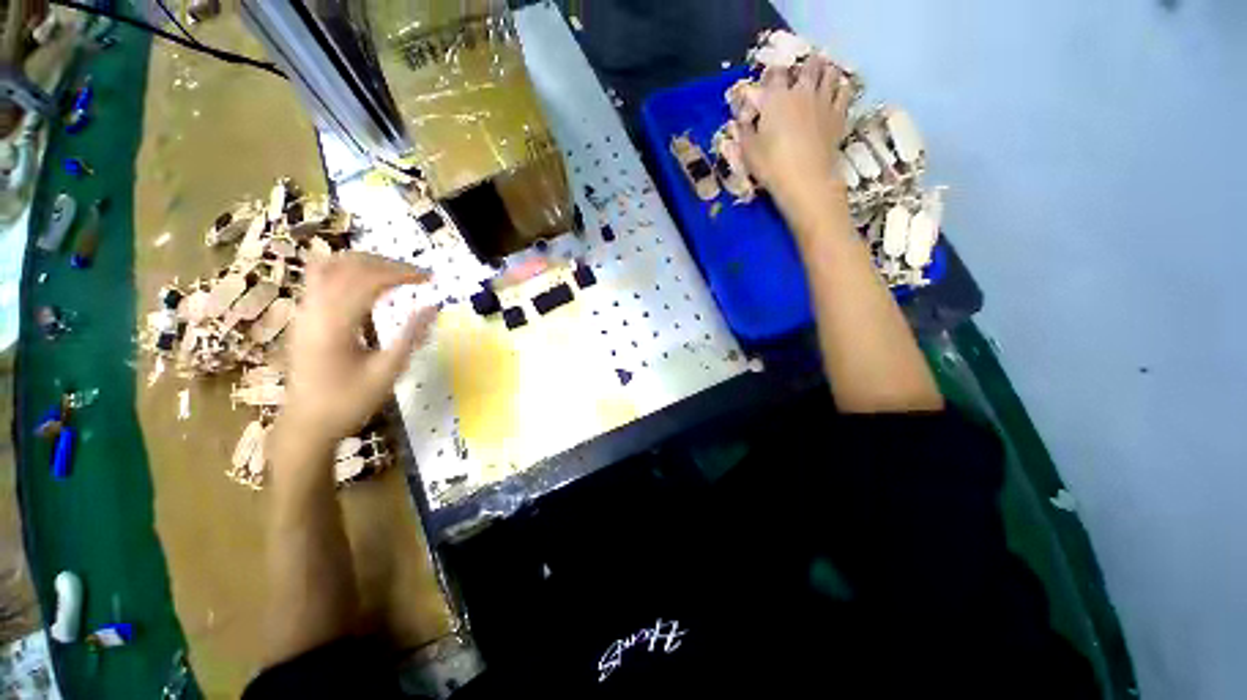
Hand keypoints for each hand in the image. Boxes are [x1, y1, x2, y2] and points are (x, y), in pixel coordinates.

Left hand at [279, 252, 436, 444]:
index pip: (368, 280)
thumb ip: (411, 336)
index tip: (430, 278)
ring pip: (329, 265)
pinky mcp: (303, 316)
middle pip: (347, 265)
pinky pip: (321, 278)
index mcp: (334, 324)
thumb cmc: (349, 402)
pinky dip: (348, 271)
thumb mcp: (388, 372)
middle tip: (417, 274)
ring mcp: (303, 311)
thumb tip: (433, 307)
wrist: (306, 424)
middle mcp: (313, 309)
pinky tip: (368, 283)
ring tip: (395, 272)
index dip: (401, 273)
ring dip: (366, 262)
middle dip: (386, 263)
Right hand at [733, 57, 853, 214]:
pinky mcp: (839, 115)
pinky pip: (845, 91)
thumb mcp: (748, 152)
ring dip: (825, 70)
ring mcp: (824, 101)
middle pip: (808, 66)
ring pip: (829, 73)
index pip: (775, 73)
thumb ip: (744, 132)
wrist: (805, 180)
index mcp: (776, 98)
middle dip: (805, 65)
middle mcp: (802, 92)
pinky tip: (839, 89)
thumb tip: (739, 121)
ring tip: (823, 73)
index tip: (771, 78)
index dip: (773, 73)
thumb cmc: (771, 166)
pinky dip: (841, 87)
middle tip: (802, 69)